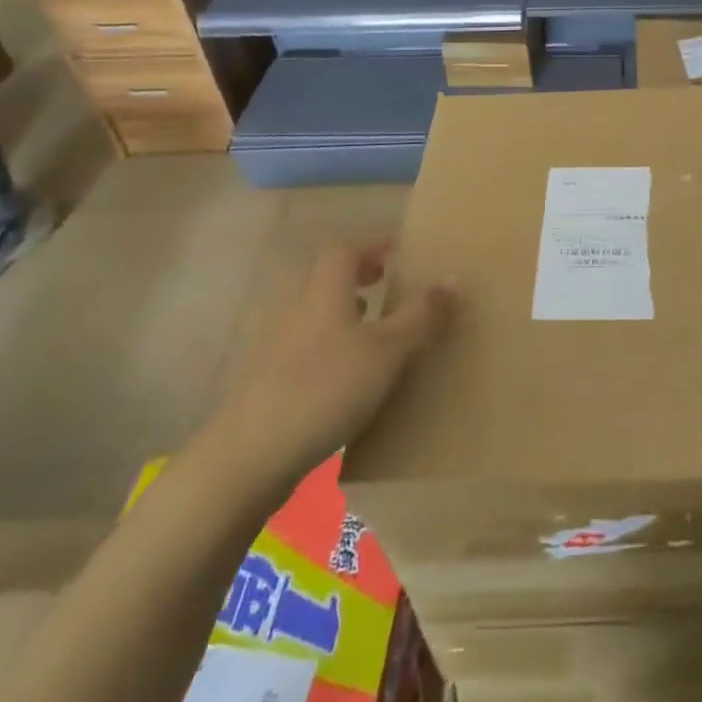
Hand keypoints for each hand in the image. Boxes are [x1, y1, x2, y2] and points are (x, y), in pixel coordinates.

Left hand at [203, 242, 450, 499]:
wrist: (250, 456)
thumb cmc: (326, 389)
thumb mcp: (387, 350)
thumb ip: (420, 314)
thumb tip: (451, 276)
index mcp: (324, 291)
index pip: (345, 250)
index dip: (372, 245)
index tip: (398, 251)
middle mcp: (295, 308)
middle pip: (324, 277)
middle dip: (356, 275)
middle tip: (386, 283)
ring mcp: (275, 345)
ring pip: (312, 312)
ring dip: (341, 310)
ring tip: (371, 327)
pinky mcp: (265, 380)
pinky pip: (303, 344)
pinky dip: (327, 343)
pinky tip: (344, 374)